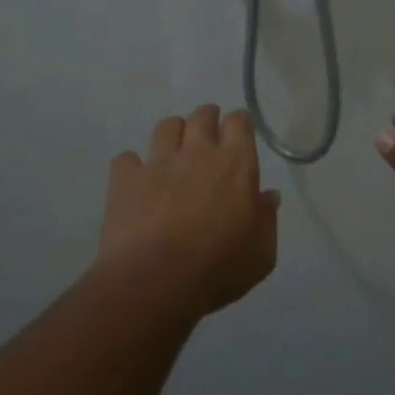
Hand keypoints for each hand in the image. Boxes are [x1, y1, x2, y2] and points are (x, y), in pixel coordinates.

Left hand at [100, 106, 279, 317]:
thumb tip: (269, 196)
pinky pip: (126, 159)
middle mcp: (198, 153)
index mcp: (236, 164)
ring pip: (166, 127)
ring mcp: (158, 163)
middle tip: (209, 135)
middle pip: (202, 116)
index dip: (239, 124)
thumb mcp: (262, 251)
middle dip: (207, 118)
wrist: (157, 278)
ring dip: (173, 133)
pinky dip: (132, 166)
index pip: (239, 122)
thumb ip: (267, 218)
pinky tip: (137, 180)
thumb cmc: (220, 265)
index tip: (240, 133)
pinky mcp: (126, 180)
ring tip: (174, 151)